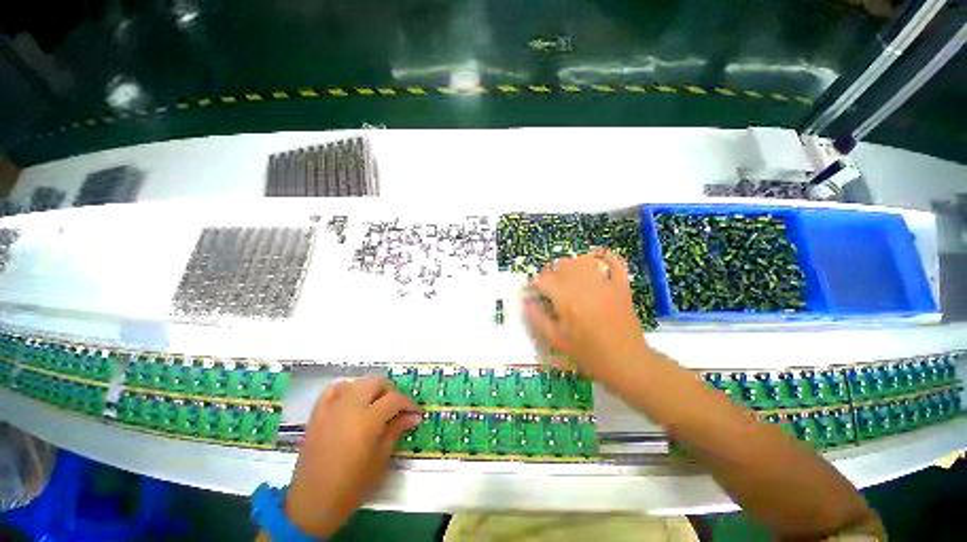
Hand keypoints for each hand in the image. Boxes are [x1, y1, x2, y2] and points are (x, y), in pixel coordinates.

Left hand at [284, 375, 420, 536]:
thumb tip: (413, 416)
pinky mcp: (317, 414)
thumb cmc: (351, 487)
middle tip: (396, 407)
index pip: (394, 399)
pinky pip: (333, 390)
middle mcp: (349, 408)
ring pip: (357, 382)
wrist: (312, 504)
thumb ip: (396, 431)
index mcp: (367, 422)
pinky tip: (352, 399)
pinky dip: (346, 389)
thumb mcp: (380, 460)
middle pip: (376, 381)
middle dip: (391, 390)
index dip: (408, 403)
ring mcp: (331, 409)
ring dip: (371, 388)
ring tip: (376, 404)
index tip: (414, 413)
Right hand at [524, 251, 651, 382]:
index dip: (536, 284)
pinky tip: (596, 257)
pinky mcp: (621, 286)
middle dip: (551, 273)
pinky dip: (605, 256)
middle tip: (549, 288)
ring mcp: (605, 283)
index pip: (544, 279)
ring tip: (567, 277)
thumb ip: (538, 318)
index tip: (534, 293)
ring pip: (583, 260)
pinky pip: (615, 262)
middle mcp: (584, 285)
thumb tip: (526, 302)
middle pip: (562, 265)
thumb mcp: (556, 340)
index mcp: (566, 299)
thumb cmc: (588, 353)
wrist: (626, 361)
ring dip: (571, 265)